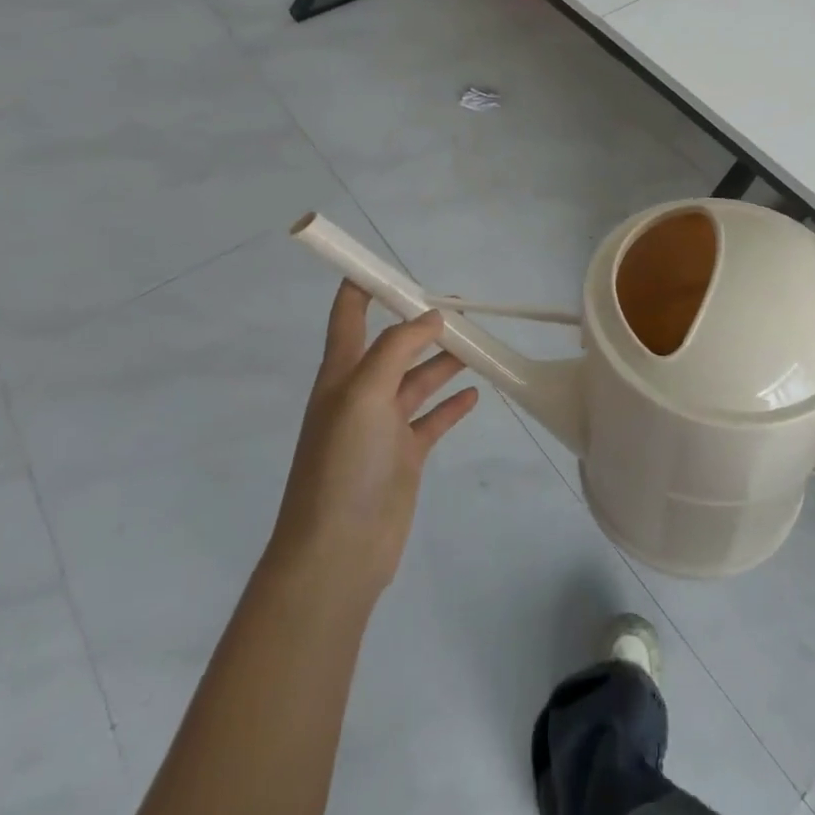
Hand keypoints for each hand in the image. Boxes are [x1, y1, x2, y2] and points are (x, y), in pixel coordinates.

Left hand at [265, 282, 479, 601]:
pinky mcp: (405, 455)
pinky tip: (476, 393)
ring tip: (478, 344)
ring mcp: (384, 426)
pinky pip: (433, 419)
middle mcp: (361, 394)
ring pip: (419, 379)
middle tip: (462, 305)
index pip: (349, 316)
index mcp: (342, 373)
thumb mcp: (363, 393)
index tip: (389, 263)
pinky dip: (453, 404)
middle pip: (395, 345)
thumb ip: (397, 348)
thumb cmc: (342, 463)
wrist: (337, 552)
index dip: (363, 286)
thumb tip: (431, 316)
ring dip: (445, 360)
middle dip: (422, 322)